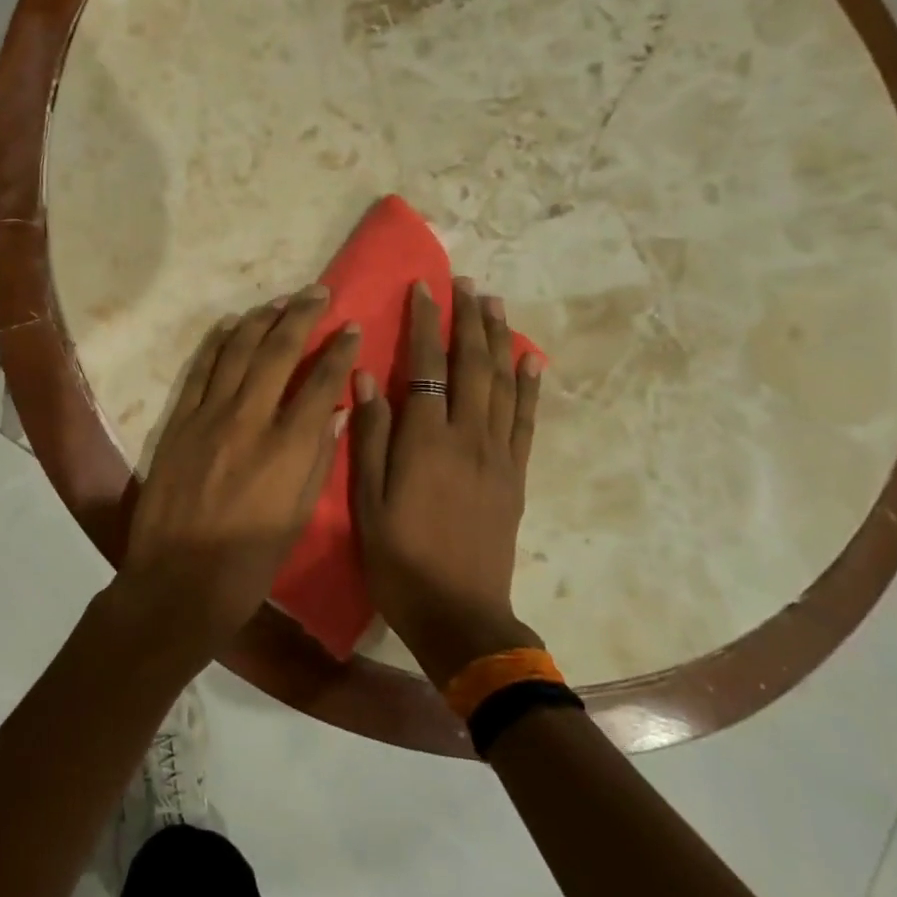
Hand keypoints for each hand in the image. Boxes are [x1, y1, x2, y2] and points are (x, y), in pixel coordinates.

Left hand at [119, 286, 361, 660]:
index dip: (340, 350)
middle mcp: (250, 419)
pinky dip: (219, 342)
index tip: (352, 327)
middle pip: (279, 351)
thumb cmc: (248, 563)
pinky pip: (202, 369)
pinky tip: (232, 325)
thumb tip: (332, 410)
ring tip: (280, 301)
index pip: (321, 381)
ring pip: (238, 351)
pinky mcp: (180, 421)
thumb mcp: (298, 518)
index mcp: (288, 448)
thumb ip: (318, 459)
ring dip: (261, 319)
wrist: (177, 581)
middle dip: (302, 315)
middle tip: (318, 292)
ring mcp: (209, 416)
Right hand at [350, 278, 545, 684]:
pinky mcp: (515, 474)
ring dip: (498, 339)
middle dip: (469, 319)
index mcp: (426, 441)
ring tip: (494, 303)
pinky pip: (526, 420)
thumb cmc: (401, 560)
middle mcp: (468, 437)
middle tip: (466, 282)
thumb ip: (369, 437)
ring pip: (502, 383)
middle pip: (472, 364)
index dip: (426, 323)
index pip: (427, 366)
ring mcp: (498, 454)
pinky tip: (531, 358)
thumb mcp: (368, 503)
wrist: (460, 614)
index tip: (424, 288)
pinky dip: (529, 385)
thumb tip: (366, 376)